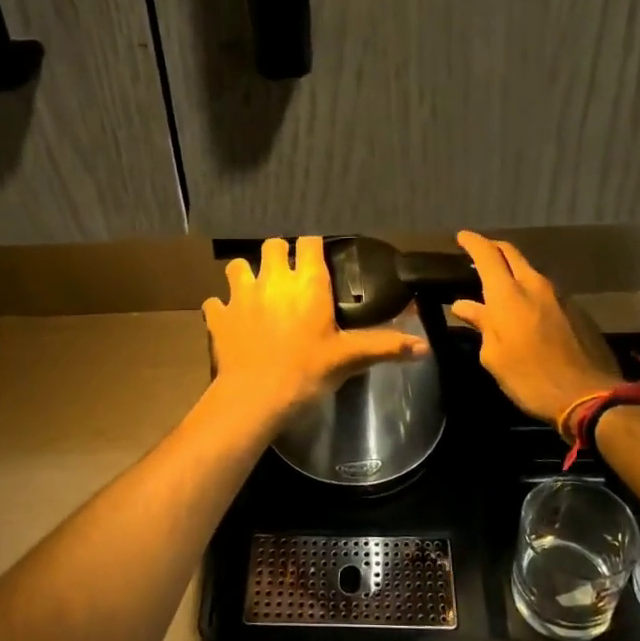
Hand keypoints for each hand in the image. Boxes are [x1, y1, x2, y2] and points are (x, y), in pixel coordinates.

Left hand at [203, 237, 428, 423]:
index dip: (312, 245)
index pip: (308, 242)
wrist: (255, 398)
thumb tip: (425, 348)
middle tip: (287, 274)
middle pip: (272, 245)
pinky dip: (222, 307)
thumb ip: (385, 346)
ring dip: (246, 274)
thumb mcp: (349, 359)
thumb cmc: (307, 372)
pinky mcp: (219, 316)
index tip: (317, 255)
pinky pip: (215, 302)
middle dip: (278, 254)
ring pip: (237, 266)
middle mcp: (272, 279)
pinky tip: (230, 319)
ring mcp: (241, 295)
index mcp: (307, 283)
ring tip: (255, 290)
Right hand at [450, 231, 622, 426]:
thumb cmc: (529, 378)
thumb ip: (481, 324)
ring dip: (513, 272)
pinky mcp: (577, 311)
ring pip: (531, 272)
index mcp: (508, 294)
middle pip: (512, 254)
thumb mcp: (494, 356)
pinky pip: (547, 292)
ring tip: (500, 284)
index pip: (487, 255)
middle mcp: (535, 286)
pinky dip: (531, 292)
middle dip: (494, 248)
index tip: (461, 236)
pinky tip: (526, 309)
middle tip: (479, 252)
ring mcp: (560, 296)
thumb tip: (464, 306)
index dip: (473, 242)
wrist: (589, 396)